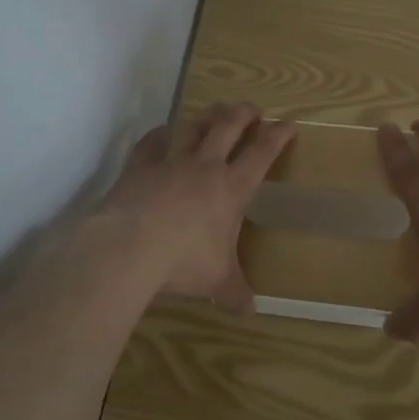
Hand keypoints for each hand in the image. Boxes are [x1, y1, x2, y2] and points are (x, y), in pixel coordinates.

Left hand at [97, 103, 294, 310]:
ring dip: (208, 114)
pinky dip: (160, 134)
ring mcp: (171, 161)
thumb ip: (234, 292)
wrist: (130, 246)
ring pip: (194, 125)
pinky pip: (152, 141)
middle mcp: (205, 166)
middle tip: (253, 108)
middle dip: (244, 113)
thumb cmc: (183, 262)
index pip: (262, 153)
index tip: (288, 124)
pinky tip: (163, 132)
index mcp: (231, 188)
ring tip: (216, 110)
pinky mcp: (140, 165)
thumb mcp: (216, 280)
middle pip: (229, 126)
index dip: (278, 136)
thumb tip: (249, 311)